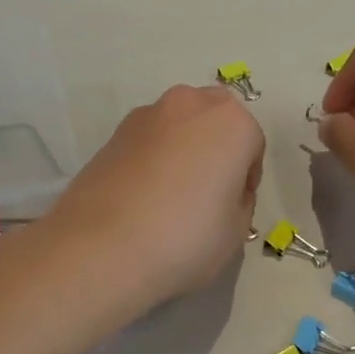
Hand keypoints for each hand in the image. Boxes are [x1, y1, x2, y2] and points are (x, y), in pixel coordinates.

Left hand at [40, 85, 264, 314]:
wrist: (102, 249)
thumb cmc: (185, 238)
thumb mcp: (236, 231)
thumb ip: (239, 201)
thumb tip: (224, 191)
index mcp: (231, 122)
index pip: (253, 144)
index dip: (247, 178)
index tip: (235, 206)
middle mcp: (189, 105)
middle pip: (215, 120)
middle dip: (217, 149)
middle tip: (208, 194)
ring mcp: (145, 116)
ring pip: (178, 127)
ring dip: (182, 151)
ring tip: (171, 198)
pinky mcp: (112, 135)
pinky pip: (147, 143)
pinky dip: (152, 160)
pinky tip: (142, 199)